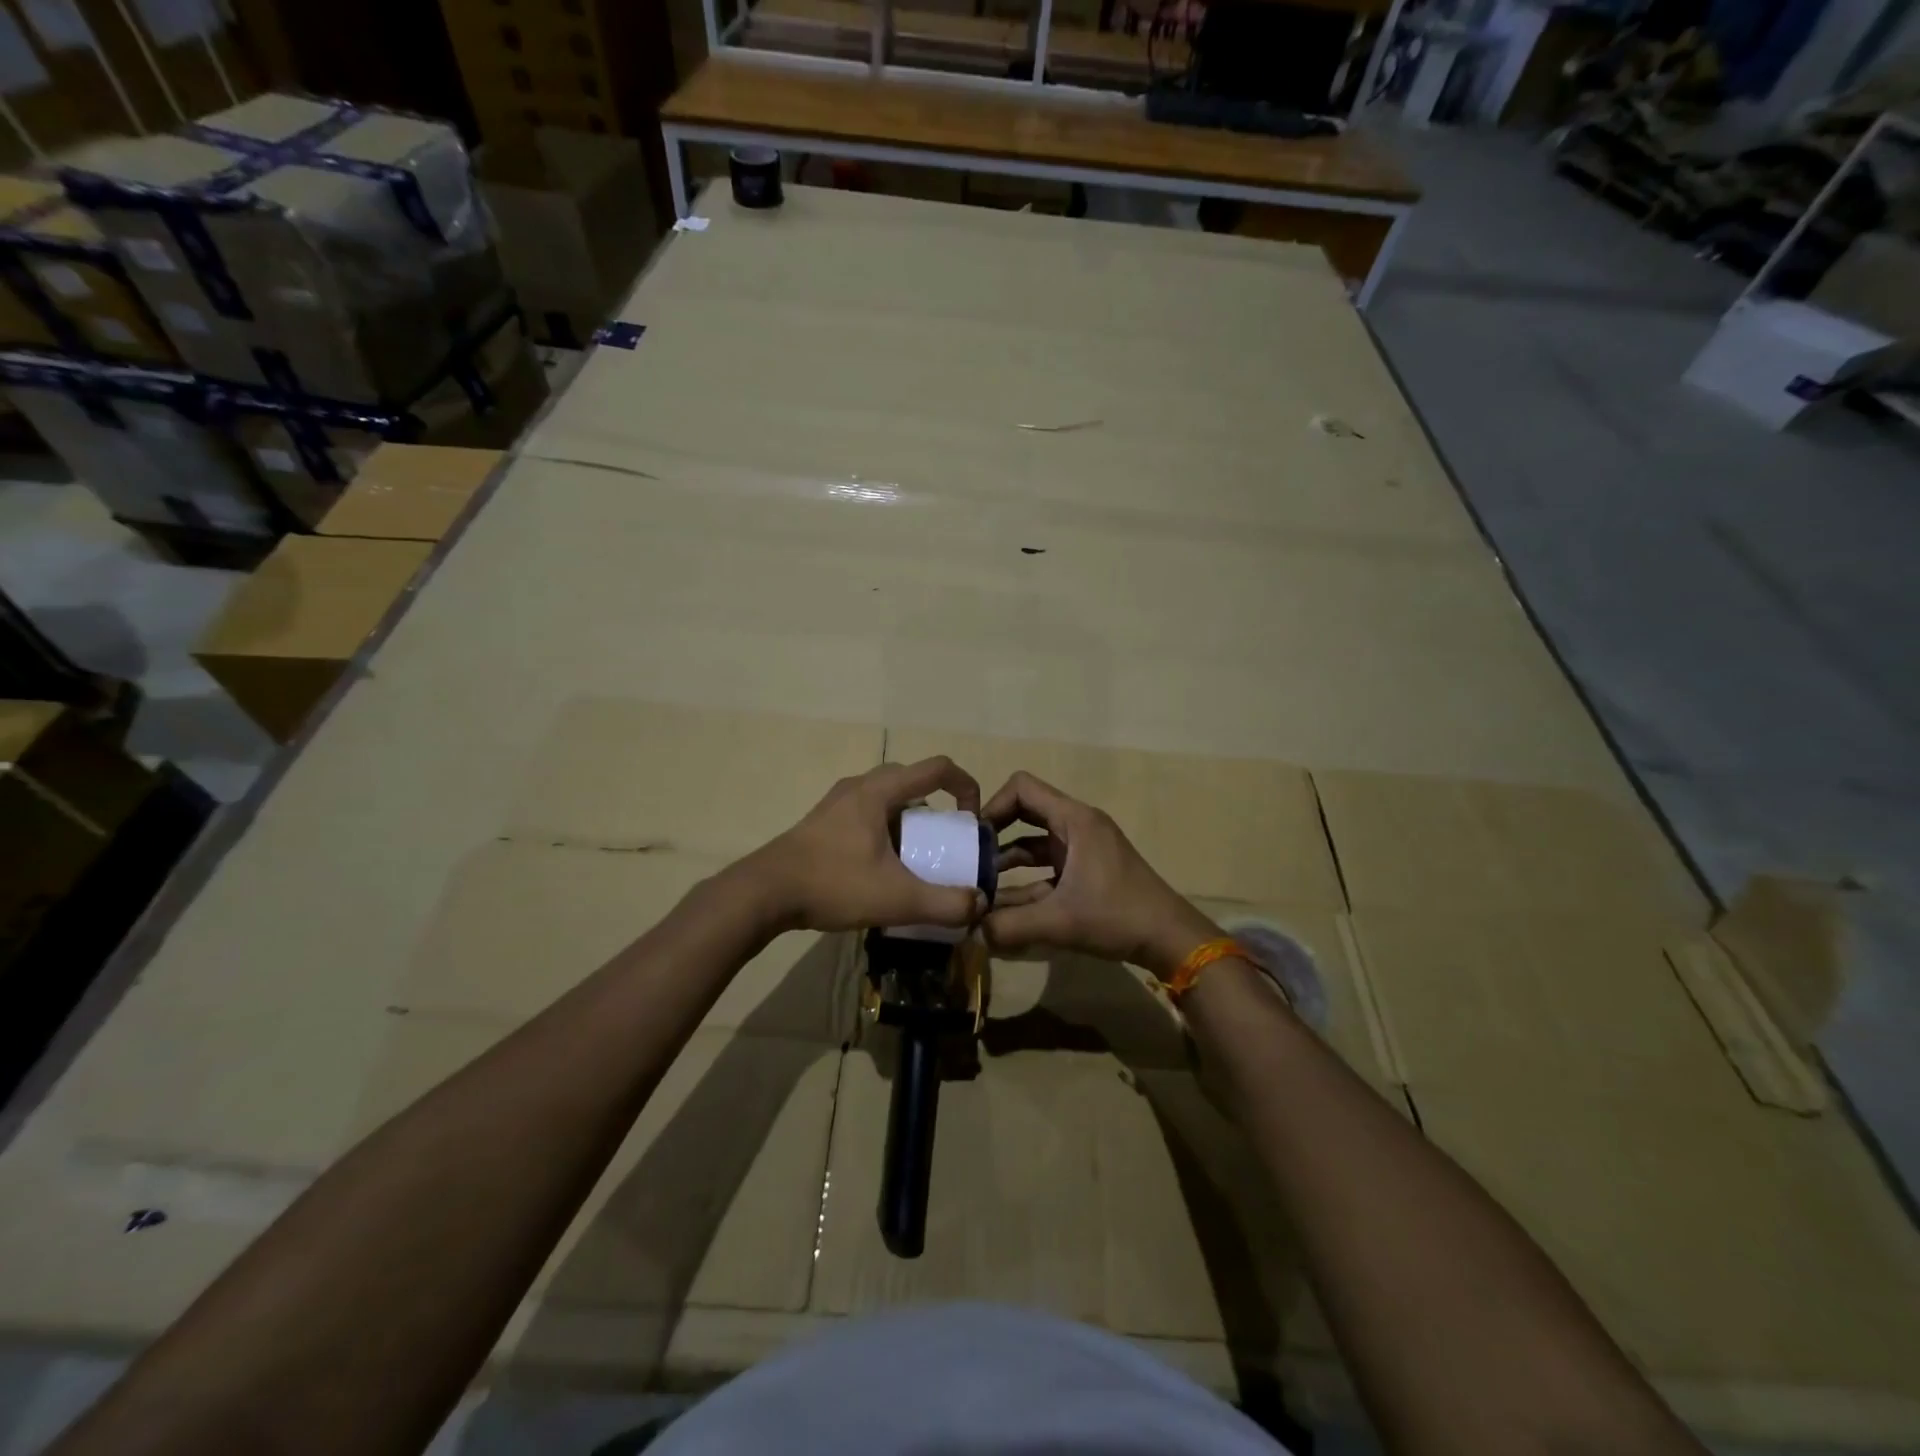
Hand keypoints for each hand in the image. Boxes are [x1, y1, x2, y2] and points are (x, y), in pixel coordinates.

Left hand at [743, 757, 986, 934]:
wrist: (763, 893)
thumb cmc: (833, 884)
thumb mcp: (896, 898)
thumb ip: (944, 903)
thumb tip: (979, 904)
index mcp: (879, 791)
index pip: (937, 768)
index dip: (966, 786)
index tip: (972, 819)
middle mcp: (859, 787)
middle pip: (911, 780)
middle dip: (937, 804)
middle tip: (945, 838)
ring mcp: (837, 803)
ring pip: (887, 797)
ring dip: (910, 818)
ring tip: (916, 855)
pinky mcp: (823, 821)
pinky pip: (867, 812)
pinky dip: (886, 828)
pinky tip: (881, 866)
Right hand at [984, 771, 1218, 977]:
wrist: (1169, 938)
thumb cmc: (1117, 916)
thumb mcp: (1060, 921)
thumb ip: (1010, 926)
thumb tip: (972, 929)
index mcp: (1074, 820)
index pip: (1022, 788)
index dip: (994, 805)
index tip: (974, 837)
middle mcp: (1077, 826)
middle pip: (1026, 812)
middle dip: (996, 833)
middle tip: (969, 859)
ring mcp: (1083, 849)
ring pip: (1034, 843)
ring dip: (1007, 861)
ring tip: (980, 886)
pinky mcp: (1086, 871)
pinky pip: (1046, 867)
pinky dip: (1025, 881)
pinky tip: (1003, 907)